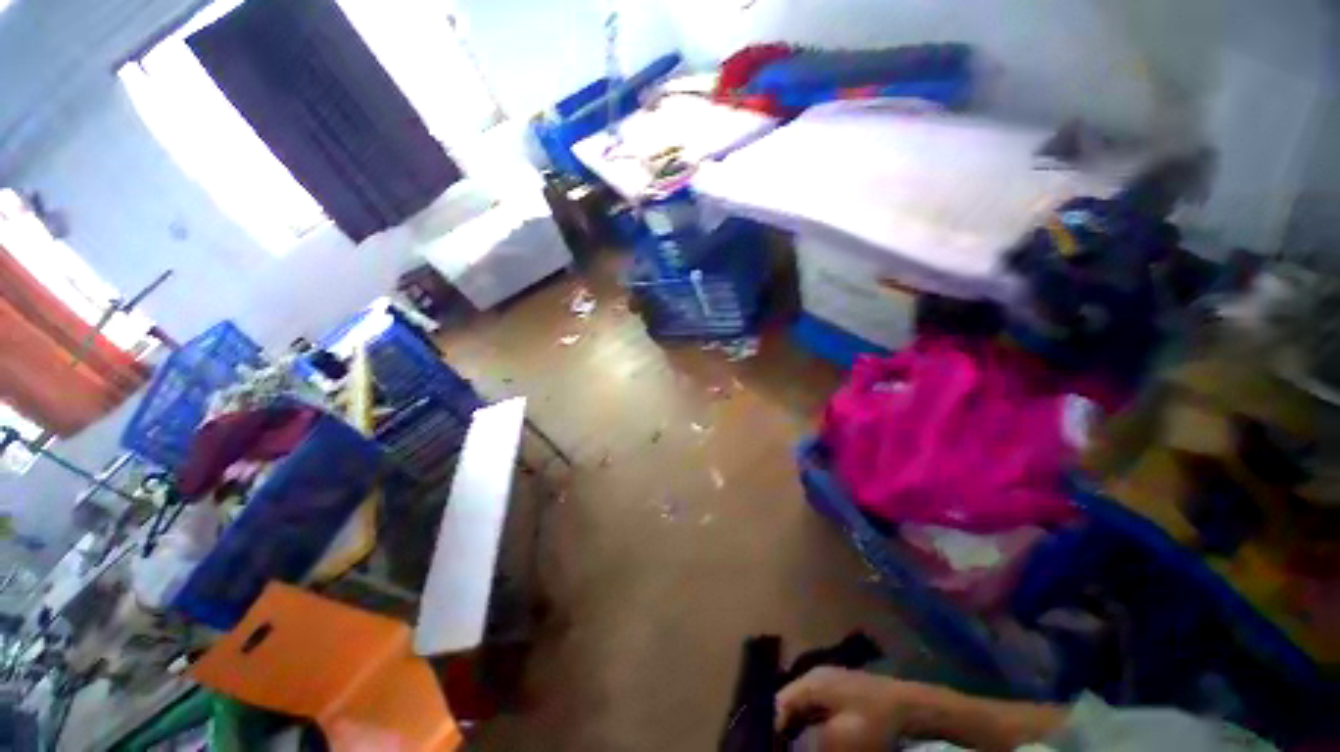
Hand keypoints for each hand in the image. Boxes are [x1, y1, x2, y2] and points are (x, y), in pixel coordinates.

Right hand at [774, 667, 912, 750]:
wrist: (910, 707)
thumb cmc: (873, 722)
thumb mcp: (841, 739)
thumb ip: (811, 744)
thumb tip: (796, 747)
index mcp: (811, 682)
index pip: (780, 702)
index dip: (775, 727)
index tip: (774, 748)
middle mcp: (816, 676)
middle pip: (792, 703)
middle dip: (788, 727)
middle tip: (787, 748)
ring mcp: (830, 681)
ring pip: (806, 705)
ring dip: (802, 727)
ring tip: (800, 746)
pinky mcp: (843, 690)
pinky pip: (820, 706)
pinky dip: (815, 722)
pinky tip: (820, 738)